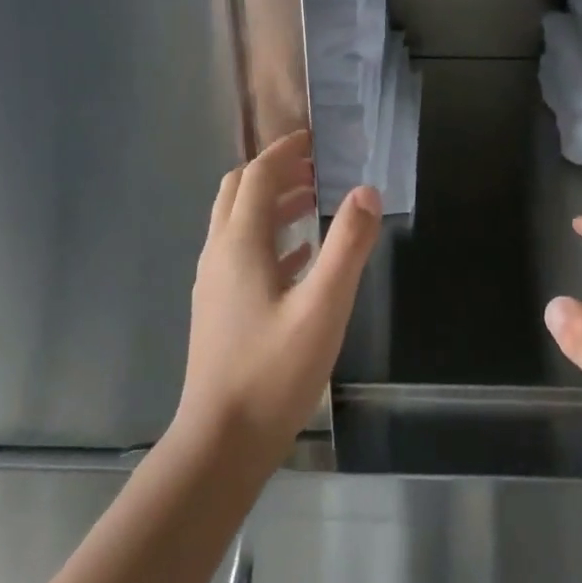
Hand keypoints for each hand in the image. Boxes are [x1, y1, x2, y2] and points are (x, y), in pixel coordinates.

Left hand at [175, 130, 380, 471]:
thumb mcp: (323, 307)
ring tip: (313, 203)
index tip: (315, 139)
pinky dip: (270, 239)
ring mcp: (214, 283)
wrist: (220, 443)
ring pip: (238, 223)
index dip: (284, 151)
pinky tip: (300, 257)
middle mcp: (219, 253)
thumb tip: (366, 191)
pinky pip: (242, 254)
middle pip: (238, 192)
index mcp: (240, 244)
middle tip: (315, 168)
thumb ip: (347, 246)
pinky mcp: (218, 308)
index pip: (257, 176)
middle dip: (274, 172)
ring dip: (271, 204)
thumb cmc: (273, 372)